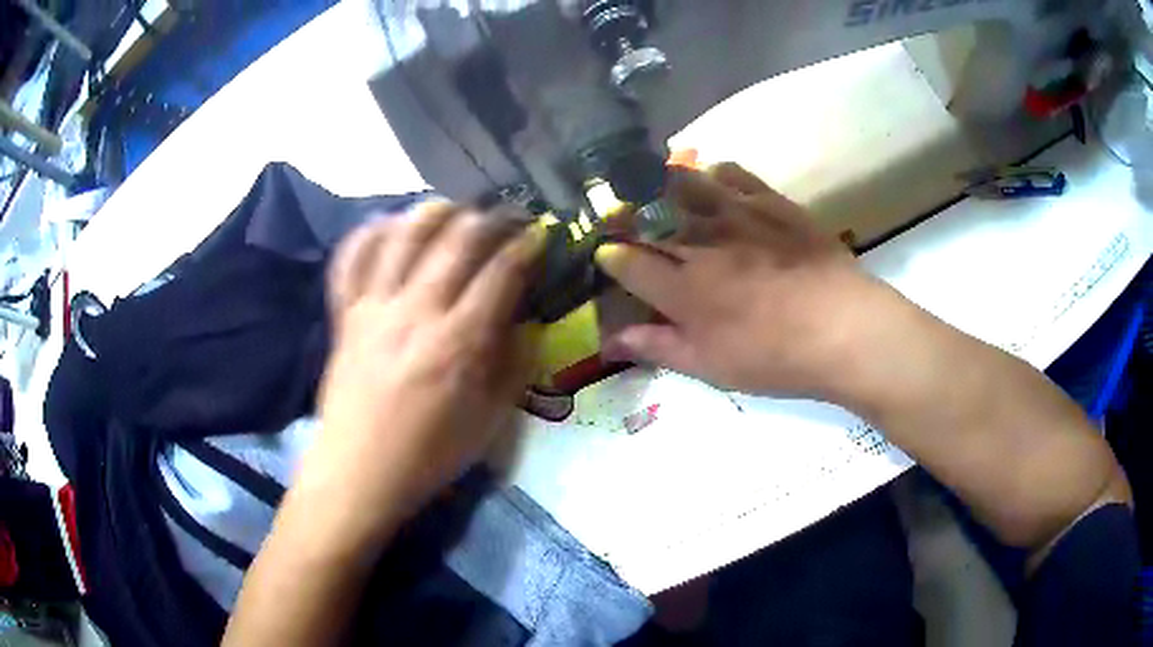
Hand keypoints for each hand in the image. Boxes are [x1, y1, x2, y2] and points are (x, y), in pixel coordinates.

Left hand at [305, 203, 540, 536]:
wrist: (360, 472)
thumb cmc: (430, 454)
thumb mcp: (490, 421)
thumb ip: (515, 365)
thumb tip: (527, 321)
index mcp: (458, 343)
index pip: (501, 273)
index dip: (526, 246)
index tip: (539, 236)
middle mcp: (416, 312)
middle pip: (457, 239)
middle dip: (489, 218)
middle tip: (504, 218)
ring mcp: (373, 308)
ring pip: (403, 234)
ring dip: (434, 211)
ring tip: (452, 210)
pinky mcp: (344, 315)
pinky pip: (351, 259)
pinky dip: (370, 233)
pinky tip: (388, 225)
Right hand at [596, 163, 892, 398]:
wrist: (844, 327)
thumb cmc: (776, 357)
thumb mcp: (712, 367)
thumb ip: (659, 347)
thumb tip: (611, 342)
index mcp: (682, 288)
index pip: (628, 263)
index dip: (611, 257)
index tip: (606, 255)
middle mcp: (701, 242)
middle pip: (648, 216)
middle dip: (625, 213)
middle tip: (620, 212)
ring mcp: (736, 215)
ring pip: (683, 184)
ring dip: (661, 182)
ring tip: (655, 184)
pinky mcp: (771, 201)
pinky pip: (732, 173)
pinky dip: (714, 173)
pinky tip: (714, 182)